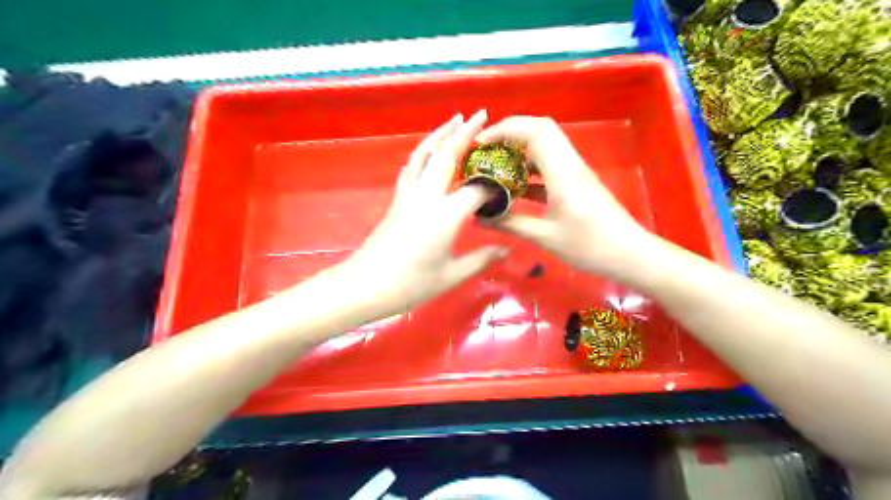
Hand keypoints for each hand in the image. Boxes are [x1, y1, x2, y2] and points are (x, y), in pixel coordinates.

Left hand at [343, 112, 506, 313]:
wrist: (365, 285)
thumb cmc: (411, 284)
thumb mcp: (451, 276)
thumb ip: (481, 259)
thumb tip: (506, 250)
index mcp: (445, 215)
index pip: (476, 189)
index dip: (494, 186)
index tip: (509, 185)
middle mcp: (426, 196)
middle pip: (446, 155)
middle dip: (464, 133)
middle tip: (481, 115)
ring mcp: (408, 195)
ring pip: (423, 154)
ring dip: (440, 134)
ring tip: (454, 120)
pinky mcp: (396, 200)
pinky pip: (412, 167)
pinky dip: (423, 152)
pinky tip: (429, 151)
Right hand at [473, 116, 652, 280]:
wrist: (629, 254)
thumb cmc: (589, 246)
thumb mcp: (545, 237)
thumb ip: (510, 223)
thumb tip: (479, 217)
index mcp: (562, 172)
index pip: (534, 131)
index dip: (504, 129)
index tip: (480, 143)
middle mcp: (570, 163)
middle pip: (540, 129)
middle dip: (510, 133)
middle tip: (485, 150)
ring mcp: (575, 171)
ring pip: (545, 145)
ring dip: (519, 150)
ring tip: (494, 166)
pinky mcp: (576, 182)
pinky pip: (549, 164)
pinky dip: (529, 168)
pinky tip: (514, 186)